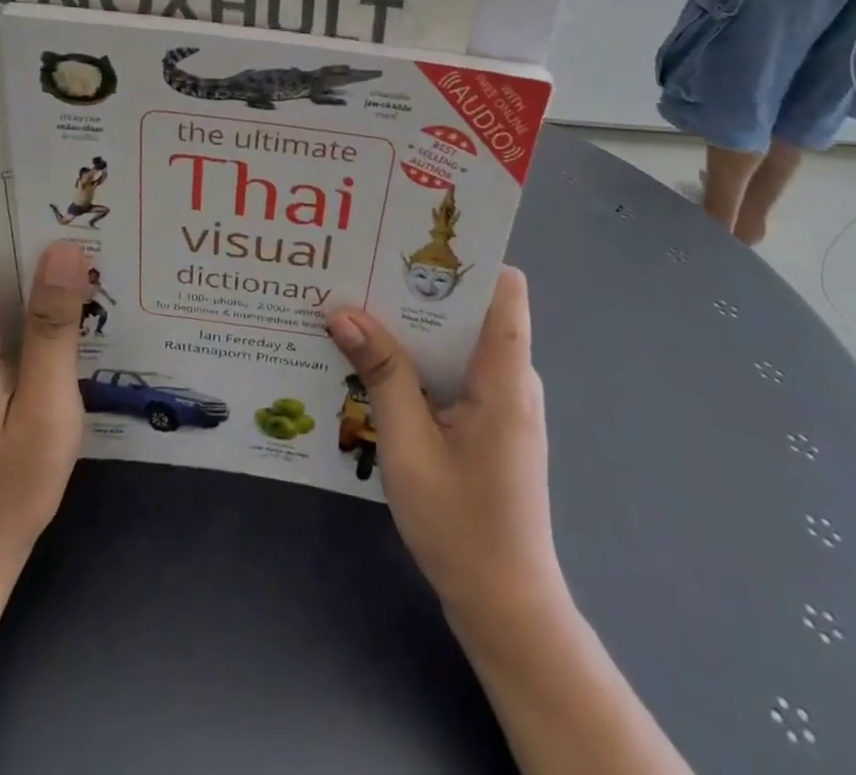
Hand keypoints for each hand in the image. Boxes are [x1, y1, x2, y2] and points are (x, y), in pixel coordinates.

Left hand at [0, 220, 89, 583]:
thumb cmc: (6, 488)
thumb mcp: (46, 409)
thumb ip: (52, 328)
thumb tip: (63, 249)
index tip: (47, 209)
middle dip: (27, 246)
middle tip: (90, 246)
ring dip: (29, 283)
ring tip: (87, 284)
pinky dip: (20, 315)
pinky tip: (64, 334)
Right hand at [325, 269, 563, 621]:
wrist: (506, 608)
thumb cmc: (461, 526)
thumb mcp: (408, 446)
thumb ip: (381, 373)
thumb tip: (343, 312)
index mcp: (504, 375)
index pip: (506, 288)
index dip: (469, 258)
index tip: (413, 245)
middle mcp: (512, 378)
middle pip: (474, 309)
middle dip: (420, 289)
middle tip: (365, 272)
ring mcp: (504, 402)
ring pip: (462, 341)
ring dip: (415, 327)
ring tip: (361, 310)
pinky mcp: (492, 423)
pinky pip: (458, 371)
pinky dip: (423, 360)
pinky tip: (379, 366)